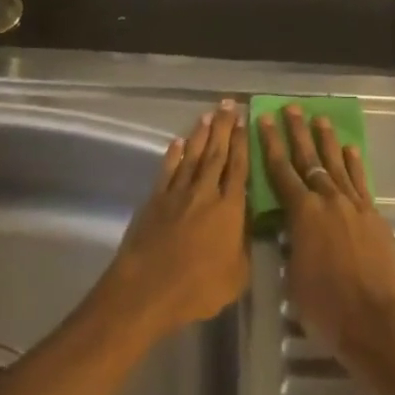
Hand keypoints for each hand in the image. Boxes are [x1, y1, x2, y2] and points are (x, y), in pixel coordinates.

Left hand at [98, 101, 249, 340]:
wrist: (147, 289)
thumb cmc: (197, 288)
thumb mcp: (237, 277)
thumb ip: (244, 247)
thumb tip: (247, 228)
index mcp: (229, 209)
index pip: (239, 168)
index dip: (242, 143)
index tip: (244, 120)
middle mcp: (205, 192)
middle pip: (216, 154)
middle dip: (224, 128)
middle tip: (228, 104)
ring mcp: (177, 194)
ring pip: (192, 157)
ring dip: (200, 135)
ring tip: (208, 115)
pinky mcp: (155, 200)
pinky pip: (167, 171)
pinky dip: (173, 155)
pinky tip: (177, 142)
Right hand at [257, 104, 394, 372]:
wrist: (378, 323)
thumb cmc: (327, 309)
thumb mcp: (294, 278)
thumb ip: (293, 246)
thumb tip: (292, 231)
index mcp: (303, 214)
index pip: (281, 172)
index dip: (271, 145)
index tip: (265, 120)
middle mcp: (328, 200)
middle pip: (310, 159)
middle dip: (298, 132)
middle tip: (292, 108)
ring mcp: (355, 206)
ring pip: (337, 165)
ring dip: (327, 141)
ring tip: (320, 119)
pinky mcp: (375, 217)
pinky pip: (361, 182)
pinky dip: (354, 164)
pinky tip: (350, 151)